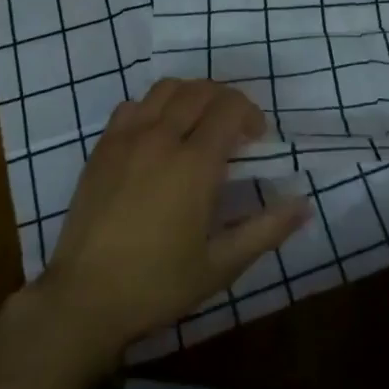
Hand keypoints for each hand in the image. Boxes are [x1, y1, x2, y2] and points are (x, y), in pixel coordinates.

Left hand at [36, 79, 308, 360]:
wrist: (83, 300)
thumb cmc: (157, 285)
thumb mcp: (221, 265)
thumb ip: (266, 230)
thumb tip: (304, 204)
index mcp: (194, 164)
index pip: (230, 107)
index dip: (251, 114)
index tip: (256, 139)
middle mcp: (162, 138)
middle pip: (201, 90)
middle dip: (226, 100)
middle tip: (233, 130)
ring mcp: (127, 138)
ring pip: (167, 89)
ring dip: (191, 96)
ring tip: (198, 124)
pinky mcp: (103, 147)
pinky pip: (133, 105)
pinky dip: (154, 107)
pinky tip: (158, 135)